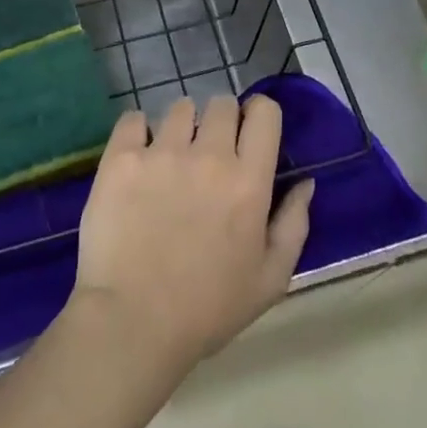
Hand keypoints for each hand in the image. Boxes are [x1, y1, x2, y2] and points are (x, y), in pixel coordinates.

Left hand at [70, 95, 312, 374]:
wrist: (132, 323)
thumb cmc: (207, 309)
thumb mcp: (269, 280)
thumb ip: (294, 225)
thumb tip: (305, 183)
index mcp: (249, 181)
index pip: (264, 113)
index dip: (258, 115)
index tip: (249, 132)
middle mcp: (209, 155)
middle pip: (221, 104)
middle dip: (220, 121)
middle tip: (208, 152)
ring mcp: (162, 152)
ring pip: (179, 108)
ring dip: (180, 126)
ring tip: (170, 157)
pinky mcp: (122, 157)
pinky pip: (133, 118)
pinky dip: (138, 131)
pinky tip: (138, 157)